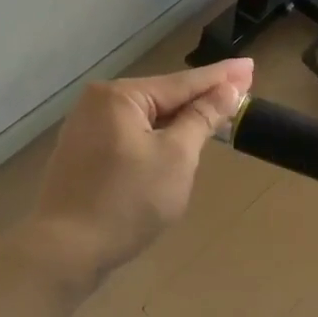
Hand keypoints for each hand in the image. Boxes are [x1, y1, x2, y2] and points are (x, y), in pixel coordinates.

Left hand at [29, 59, 252, 282]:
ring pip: (146, 119)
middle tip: (240, 89)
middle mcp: (97, 103)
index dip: (221, 78)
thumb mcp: (176, 157)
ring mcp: (86, 130)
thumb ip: (202, 119)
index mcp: (120, 96)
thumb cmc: (128, 201)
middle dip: (200, 97)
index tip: (250, 67)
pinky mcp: (83, 156)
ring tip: (215, 113)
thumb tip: (227, 90)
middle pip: (162, 97)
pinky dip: (156, 137)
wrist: (67, 250)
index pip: (183, 82)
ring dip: (179, 119)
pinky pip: (130, 136)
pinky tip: (175, 140)